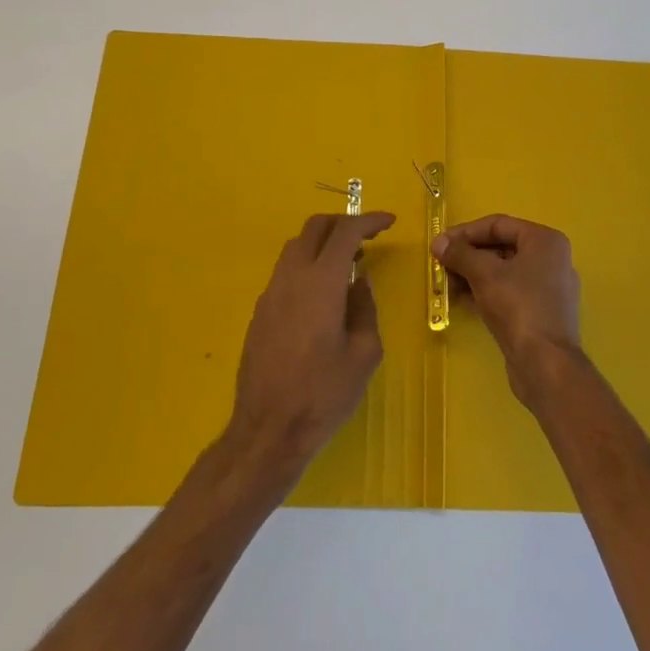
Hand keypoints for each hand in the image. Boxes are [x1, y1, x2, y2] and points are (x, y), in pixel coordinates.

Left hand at [225, 211, 394, 481]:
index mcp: (321, 282)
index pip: (345, 232)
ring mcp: (270, 293)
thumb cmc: (324, 394)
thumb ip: (364, 308)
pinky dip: (308, 265)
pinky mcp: (259, 311)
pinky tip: (322, 293)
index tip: (389, 222)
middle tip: (367, 237)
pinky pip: (286, 271)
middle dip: (343, 223)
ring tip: (348, 264)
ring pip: (296, 246)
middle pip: (315, 227)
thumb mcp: (364, 353)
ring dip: (323, 243)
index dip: (369, 220)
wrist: (268, 430)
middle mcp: (292, 277)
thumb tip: (358, 283)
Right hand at [432, 214, 581, 408]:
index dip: (466, 232)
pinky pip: (510, 292)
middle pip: (502, 247)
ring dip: (474, 274)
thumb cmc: (518, 307)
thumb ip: (460, 254)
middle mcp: (552, 259)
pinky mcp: (542, 313)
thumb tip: (438, 243)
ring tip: (447, 283)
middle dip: (469, 255)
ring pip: (504, 271)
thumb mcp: (484, 274)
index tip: (440, 244)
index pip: (499, 224)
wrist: (546, 365)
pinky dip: (486, 291)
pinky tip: (463, 299)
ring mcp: (549, 288)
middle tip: (441, 264)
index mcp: (545, 241)